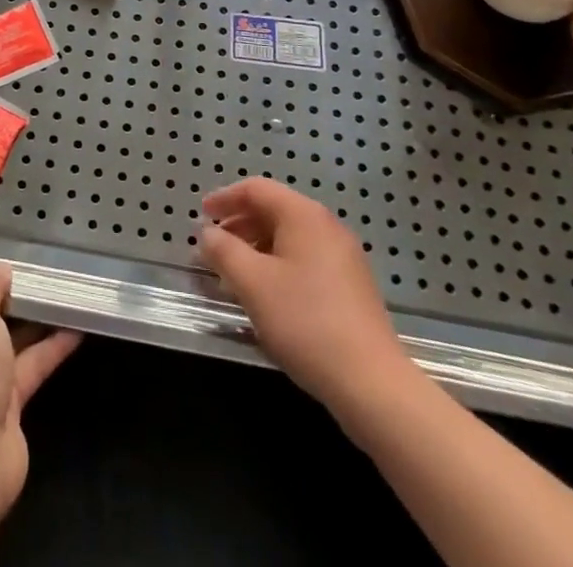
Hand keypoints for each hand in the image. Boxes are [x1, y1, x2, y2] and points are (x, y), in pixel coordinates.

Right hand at [199, 177, 417, 414]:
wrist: (372, 384)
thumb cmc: (305, 321)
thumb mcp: (252, 283)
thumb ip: (223, 251)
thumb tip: (208, 233)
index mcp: (304, 215)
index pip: (256, 189)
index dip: (224, 198)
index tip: (201, 215)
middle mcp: (326, 226)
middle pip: (274, 210)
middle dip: (239, 225)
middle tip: (213, 247)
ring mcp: (344, 257)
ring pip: (289, 238)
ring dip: (257, 248)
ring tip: (234, 274)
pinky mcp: (351, 287)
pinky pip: (305, 260)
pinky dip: (278, 266)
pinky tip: (267, 295)